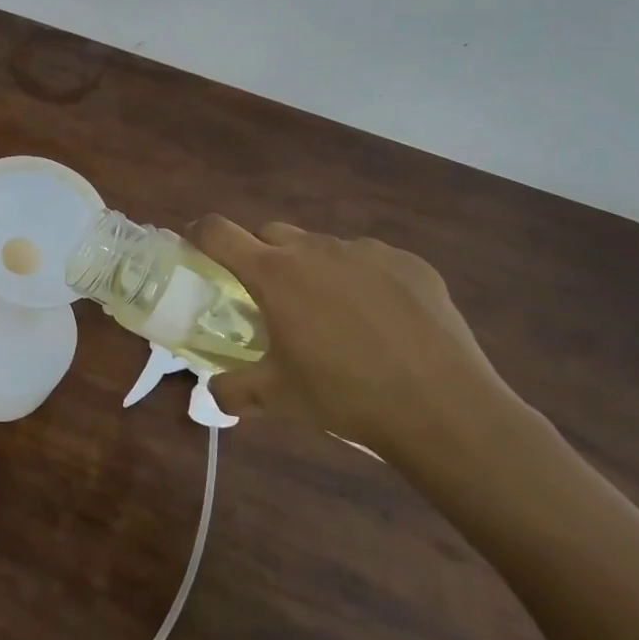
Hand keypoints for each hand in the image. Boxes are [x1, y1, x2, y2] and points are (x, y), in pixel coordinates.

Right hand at [188, 217, 510, 460]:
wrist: (443, 407)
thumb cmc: (345, 396)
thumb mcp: (278, 399)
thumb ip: (233, 391)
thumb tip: (211, 394)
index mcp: (274, 274)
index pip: (218, 232)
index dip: (199, 233)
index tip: (195, 245)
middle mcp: (314, 249)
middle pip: (270, 233)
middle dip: (261, 255)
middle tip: (272, 296)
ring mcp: (365, 251)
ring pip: (322, 247)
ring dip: (314, 269)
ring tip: (334, 315)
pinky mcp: (408, 262)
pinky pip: (370, 260)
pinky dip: (363, 279)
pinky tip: (383, 321)